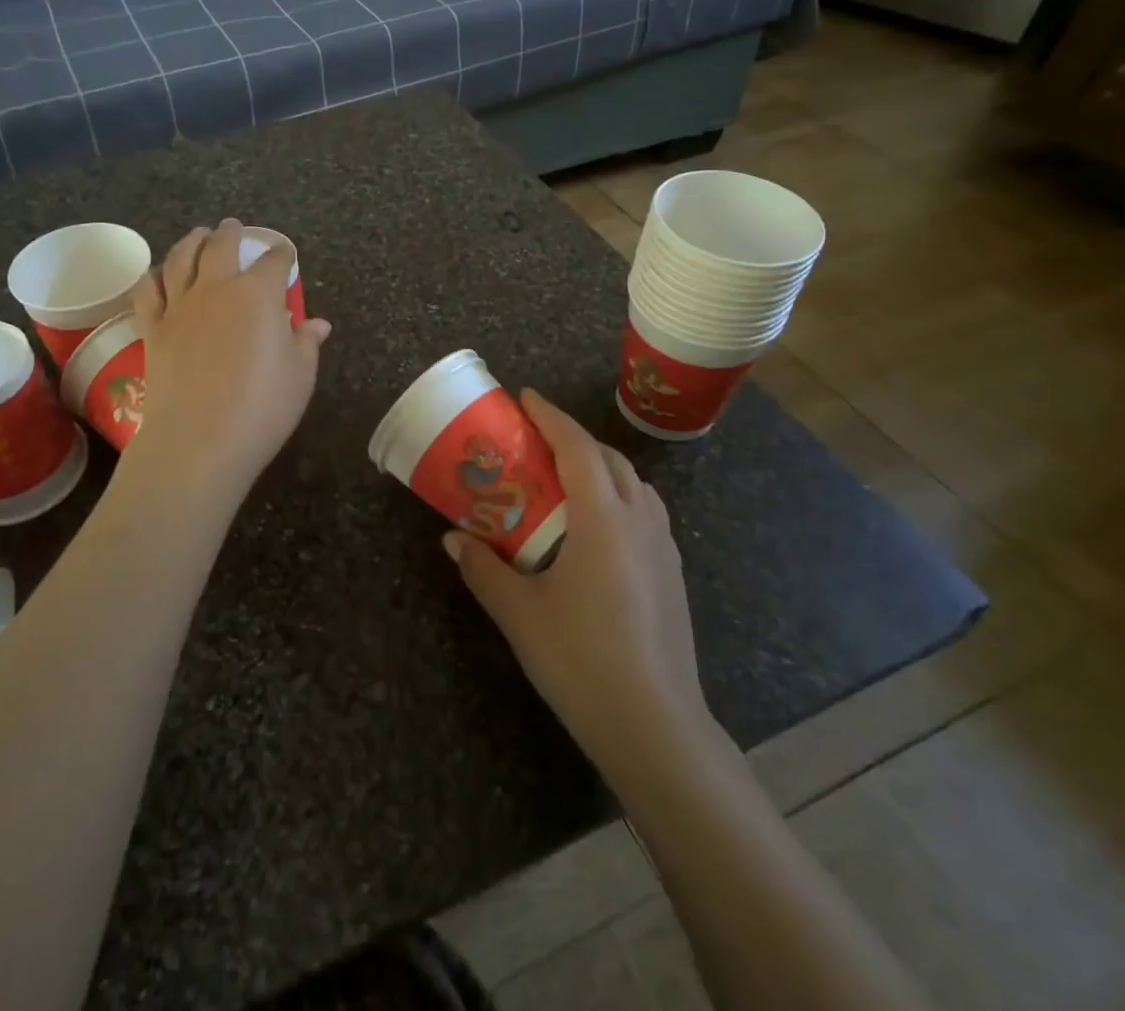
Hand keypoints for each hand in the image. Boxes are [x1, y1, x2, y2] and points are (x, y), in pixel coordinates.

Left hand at [126, 219, 331, 493]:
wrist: (200, 439)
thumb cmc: (262, 407)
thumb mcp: (300, 376)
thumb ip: (307, 343)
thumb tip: (319, 324)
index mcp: (258, 294)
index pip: (274, 261)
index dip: (282, 254)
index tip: (285, 253)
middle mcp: (217, 288)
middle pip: (221, 246)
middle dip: (231, 232)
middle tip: (233, 226)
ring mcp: (180, 306)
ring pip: (182, 258)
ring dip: (192, 241)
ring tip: (197, 236)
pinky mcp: (153, 328)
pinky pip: (148, 290)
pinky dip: (154, 276)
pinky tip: (158, 274)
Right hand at [444, 391, 712, 766]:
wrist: (655, 726)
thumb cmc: (581, 659)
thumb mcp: (519, 612)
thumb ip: (484, 568)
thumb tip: (453, 540)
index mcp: (603, 518)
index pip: (577, 447)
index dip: (550, 417)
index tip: (525, 397)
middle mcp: (638, 520)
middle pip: (608, 458)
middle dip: (573, 438)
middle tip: (535, 441)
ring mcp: (662, 547)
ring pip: (633, 484)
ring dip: (599, 466)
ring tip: (564, 478)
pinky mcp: (672, 574)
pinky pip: (644, 511)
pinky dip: (617, 496)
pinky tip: (595, 528)